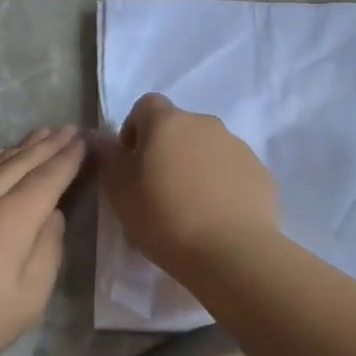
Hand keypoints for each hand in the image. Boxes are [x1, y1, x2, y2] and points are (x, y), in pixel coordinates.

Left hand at [0, 127, 85, 355]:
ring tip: (41, 133)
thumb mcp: (30, 298)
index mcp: (13, 219)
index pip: (48, 178)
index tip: (85, 141)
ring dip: (22, 146)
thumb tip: (53, 216)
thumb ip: (48, 250)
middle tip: (69, 128)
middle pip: (22, 162)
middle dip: (48, 145)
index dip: (68, 159)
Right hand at [95, 95, 278, 277]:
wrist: (231, 251)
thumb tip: (96, 136)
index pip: (146, 105)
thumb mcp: (120, 191)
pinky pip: (232, 169)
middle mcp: (205, 123)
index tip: (132, 161)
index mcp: (168, 122)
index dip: (135, 128)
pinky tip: (217, 215)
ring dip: (195, 165)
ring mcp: (237, 145)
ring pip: (208, 147)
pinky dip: (222, 183)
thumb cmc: (164, 217)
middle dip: (167, 149)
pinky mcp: (259, 171)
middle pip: (179, 127)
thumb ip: (107, 157)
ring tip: (190, 206)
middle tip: (158, 187)